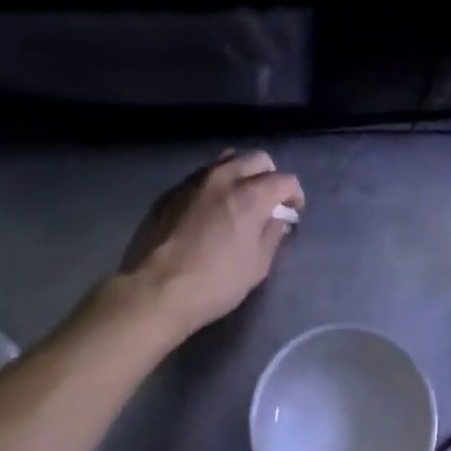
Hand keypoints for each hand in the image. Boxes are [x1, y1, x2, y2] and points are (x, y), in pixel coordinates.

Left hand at [119, 150, 304, 336]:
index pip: (285, 180)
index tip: (292, 212)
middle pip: (257, 159)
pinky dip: (214, 184)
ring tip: (239, 197)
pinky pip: (201, 176)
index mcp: (251, 194)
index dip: (295, 195)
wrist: (156, 290)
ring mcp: (194, 181)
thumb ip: (272, 235)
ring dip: (240, 173)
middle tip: (268, 202)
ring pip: (226, 160)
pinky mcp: (171, 192)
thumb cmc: (215, 282)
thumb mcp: (257, 265)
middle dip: (270, 176)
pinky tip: (210, 208)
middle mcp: (224, 178)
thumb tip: (277, 220)